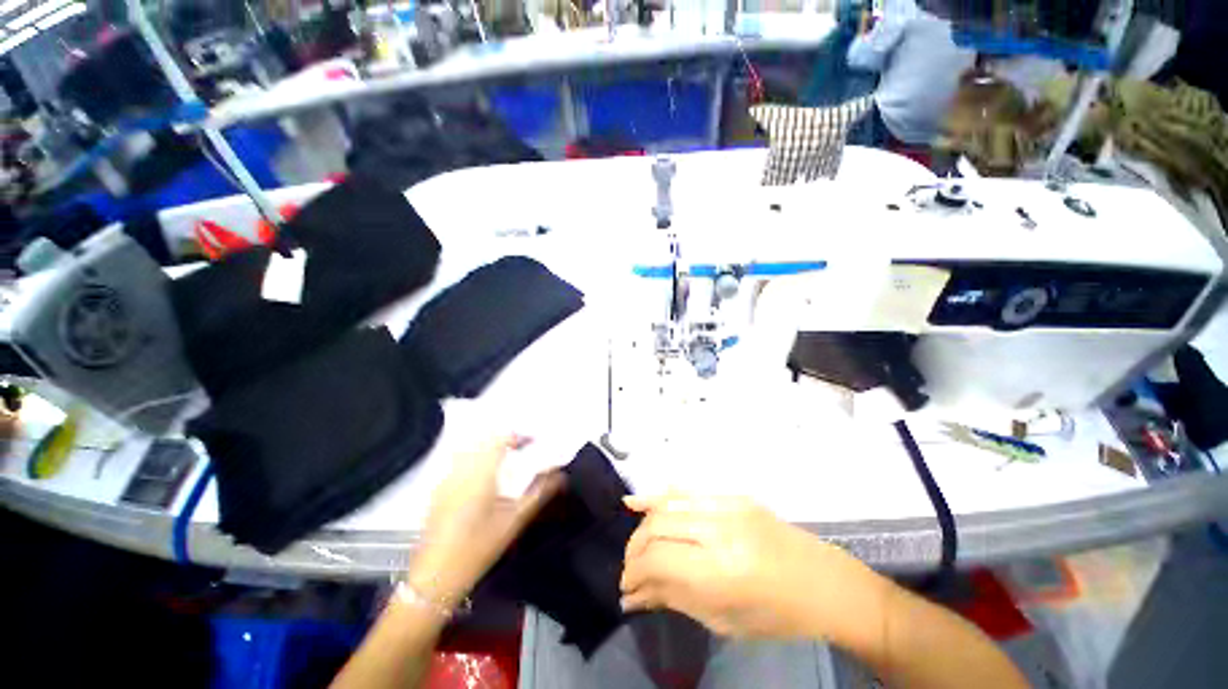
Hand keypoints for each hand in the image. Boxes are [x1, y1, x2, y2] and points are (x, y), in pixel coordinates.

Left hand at [410, 436, 563, 607]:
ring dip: (489, 447)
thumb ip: (539, 493)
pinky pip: (458, 462)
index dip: (518, 435)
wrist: (435, 576)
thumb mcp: (514, 521)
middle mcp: (461, 469)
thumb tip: (561, 476)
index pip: (500, 439)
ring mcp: (446, 479)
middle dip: (505, 439)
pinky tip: (483, 477)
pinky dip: (474, 459)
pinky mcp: (438, 490)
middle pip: (483, 440)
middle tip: (522, 449)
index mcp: (480, 473)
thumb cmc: (478, 547)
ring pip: (469, 449)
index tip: (533, 441)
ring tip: (506, 460)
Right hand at [620, 492, 874, 638]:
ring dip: (644, 524)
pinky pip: (687, 491)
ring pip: (669, 504)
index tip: (625, 587)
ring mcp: (728, 505)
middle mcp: (720, 529)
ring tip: (634, 544)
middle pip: (658, 527)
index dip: (634, 572)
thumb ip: (674, 599)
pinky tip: (639, 501)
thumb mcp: (724, 621)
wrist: (825, 583)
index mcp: (721, 570)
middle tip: (630, 570)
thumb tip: (634, 595)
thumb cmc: (777, 615)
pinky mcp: (733, 495)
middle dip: (635, 549)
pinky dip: (660, 496)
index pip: (658, 559)